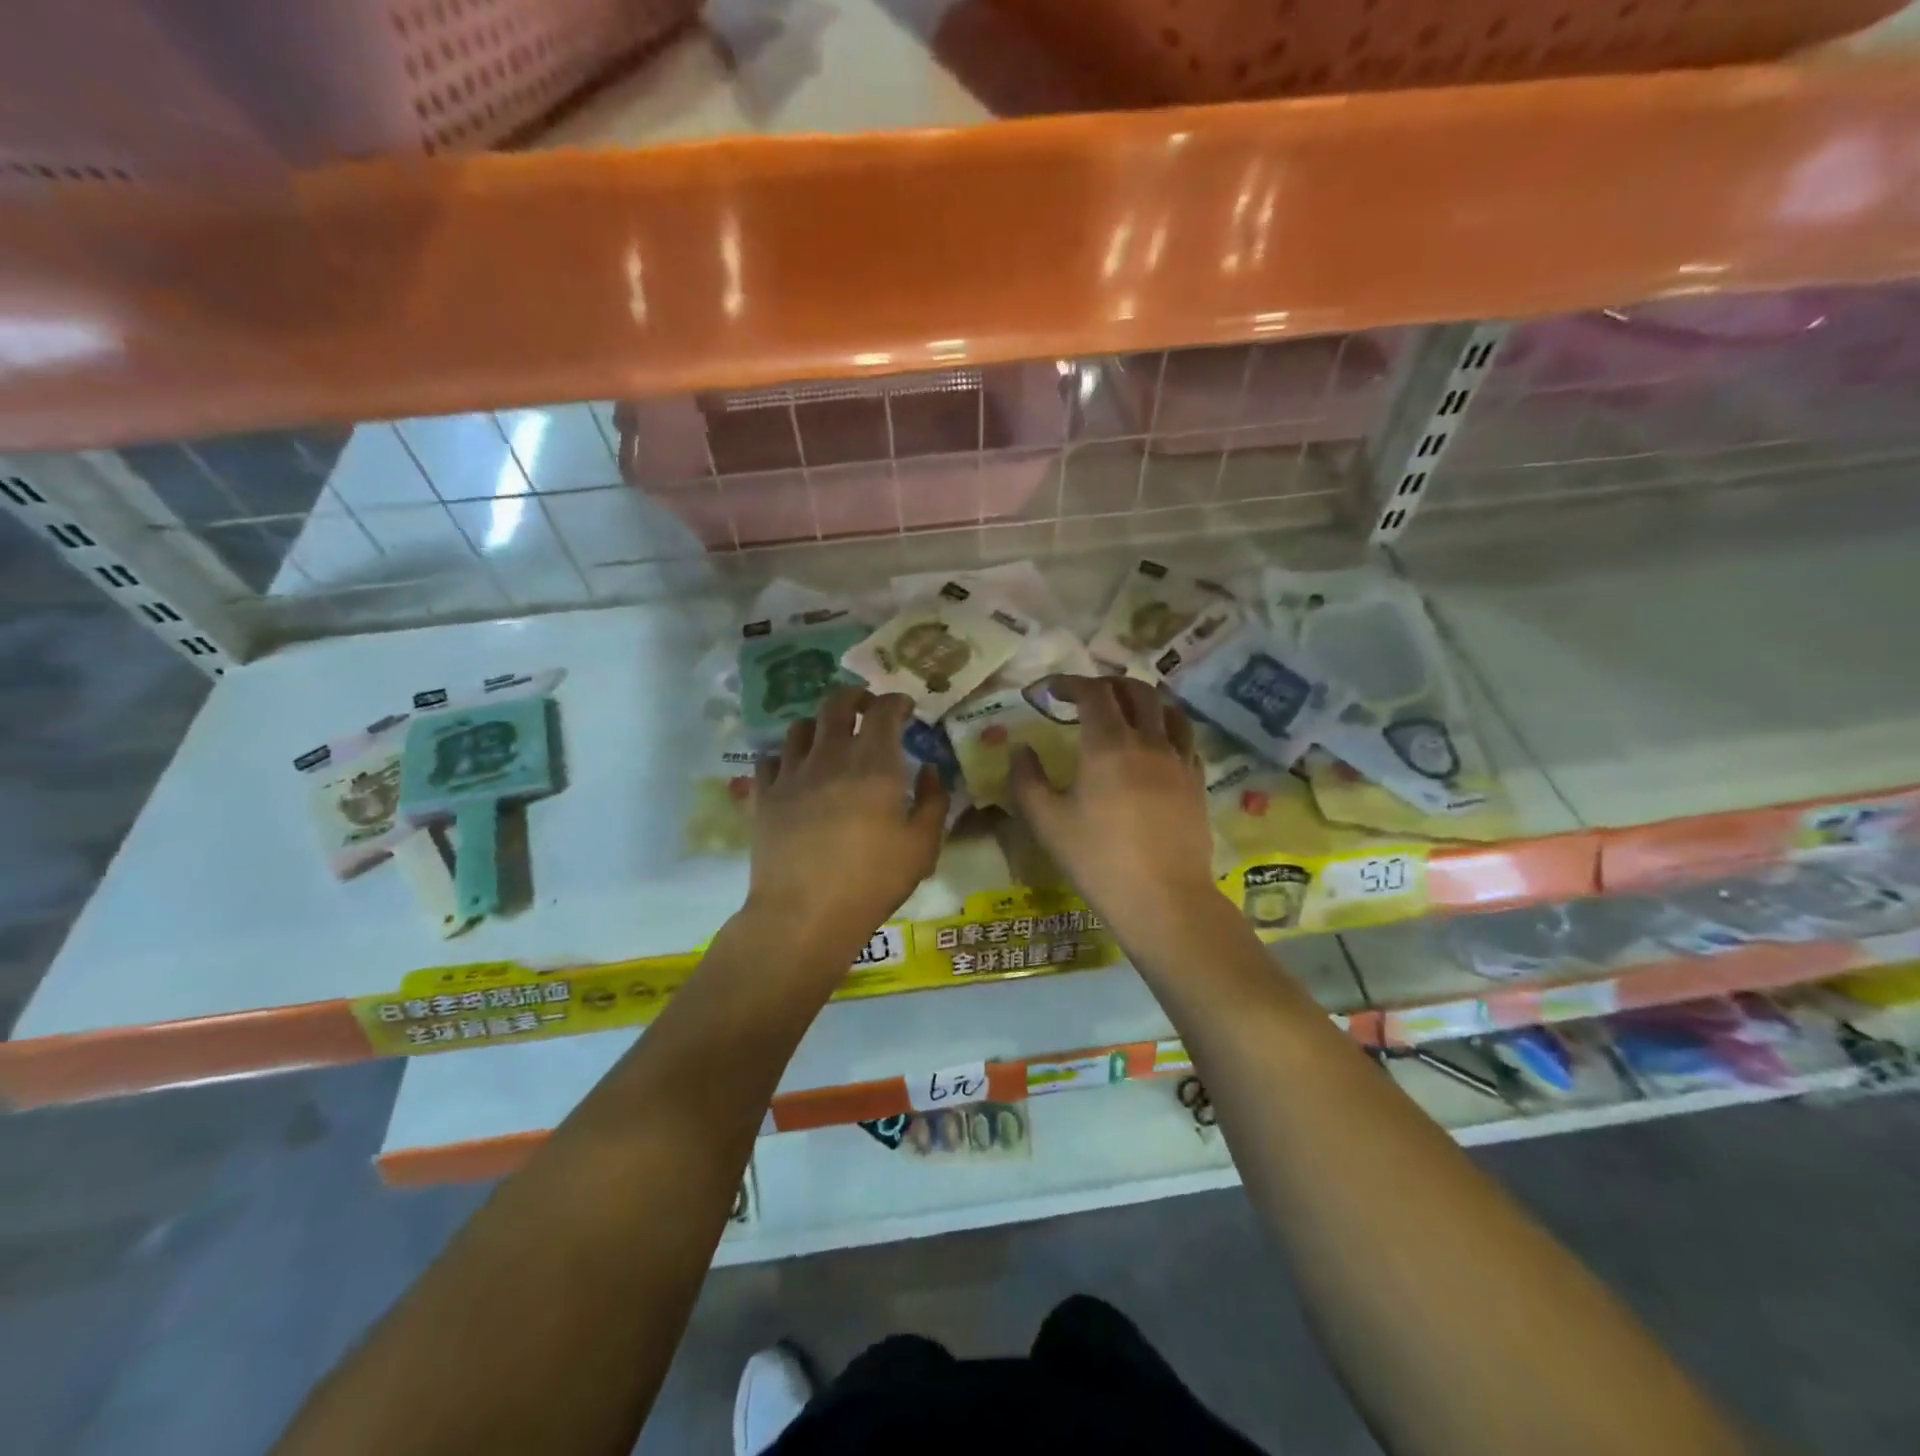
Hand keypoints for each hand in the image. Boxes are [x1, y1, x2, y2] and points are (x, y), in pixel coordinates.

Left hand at [746, 687, 948, 955]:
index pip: (883, 710)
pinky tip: (793, 769)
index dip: (896, 701)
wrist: (804, 914)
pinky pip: (770, 758)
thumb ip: (933, 801)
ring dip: (819, 723)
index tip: (905, 708)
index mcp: (875, 764)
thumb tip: (929, 770)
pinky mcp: (765, 795)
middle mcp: (831, 756)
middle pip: (836, 703)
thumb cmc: (872, 881)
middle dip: (855, 696)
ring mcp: (792, 773)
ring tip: (828, 737)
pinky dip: (785, 755)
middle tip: (866, 706)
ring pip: (800, 726)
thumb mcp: (922, 847)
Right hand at [1009, 676, 1215, 935]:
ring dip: (1144, 700)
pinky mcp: (1197, 782)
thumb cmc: (1097, 860)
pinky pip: (1186, 739)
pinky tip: (1156, 746)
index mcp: (1108, 745)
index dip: (1070, 683)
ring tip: (1126, 711)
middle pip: (1136, 691)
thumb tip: (1021, 749)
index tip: (1050, 691)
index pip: (1093, 692)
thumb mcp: (1046, 822)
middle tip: (1086, 696)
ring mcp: (1179, 761)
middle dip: (1108, 684)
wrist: (1163, 899)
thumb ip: (1027, 779)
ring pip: (1169, 709)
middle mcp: (1148, 742)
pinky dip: (1167, 728)